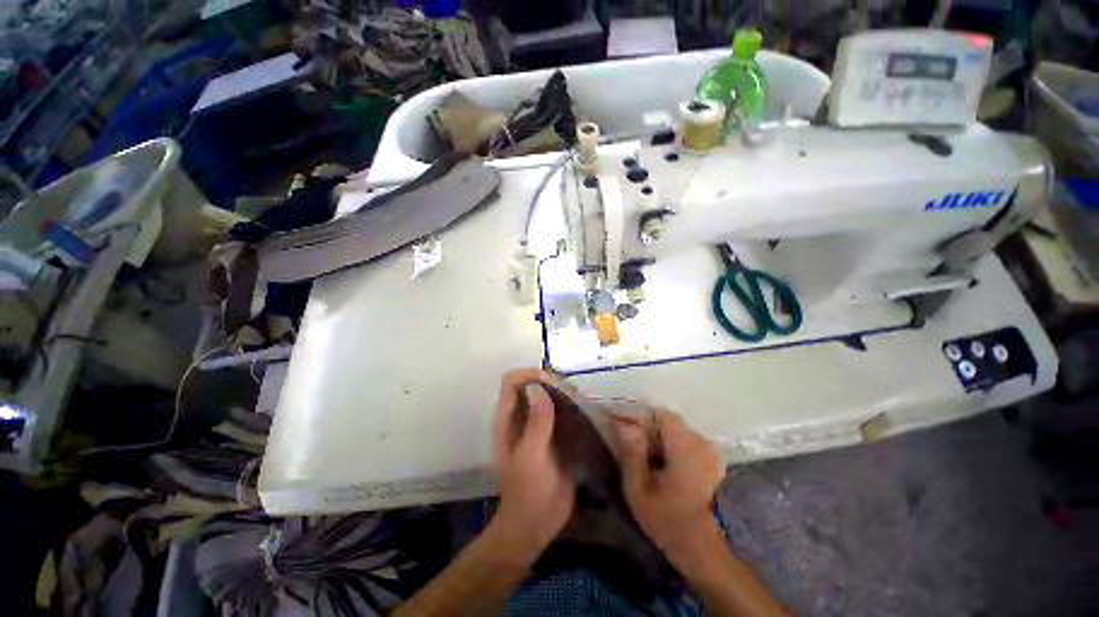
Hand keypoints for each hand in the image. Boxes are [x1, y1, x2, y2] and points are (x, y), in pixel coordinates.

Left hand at [491, 369, 575, 556]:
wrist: (536, 525)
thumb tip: (539, 387)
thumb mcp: (531, 456)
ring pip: (545, 398)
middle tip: (571, 392)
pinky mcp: (551, 437)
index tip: (553, 381)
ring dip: (561, 395)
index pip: (512, 381)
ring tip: (580, 401)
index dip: (529, 374)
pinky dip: (568, 408)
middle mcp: (520, 418)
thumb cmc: (528, 492)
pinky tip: (583, 414)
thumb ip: (536, 422)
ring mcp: (536, 427)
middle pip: (530, 385)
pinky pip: (558, 413)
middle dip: (549, 382)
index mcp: (507, 419)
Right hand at [611, 411, 725, 565]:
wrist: (703, 550)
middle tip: (626, 440)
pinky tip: (658, 463)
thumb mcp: (639, 489)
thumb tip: (621, 422)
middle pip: (666, 421)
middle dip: (644, 426)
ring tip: (640, 453)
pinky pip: (683, 441)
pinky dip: (668, 445)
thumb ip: (631, 452)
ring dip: (656, 436)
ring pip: (674, 430)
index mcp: (684, 445)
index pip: (658, 414)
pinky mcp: (711, 461)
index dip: (636, 415)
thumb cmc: (668, 521)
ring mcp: (709, 451)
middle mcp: (700, 442)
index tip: (617, 422)